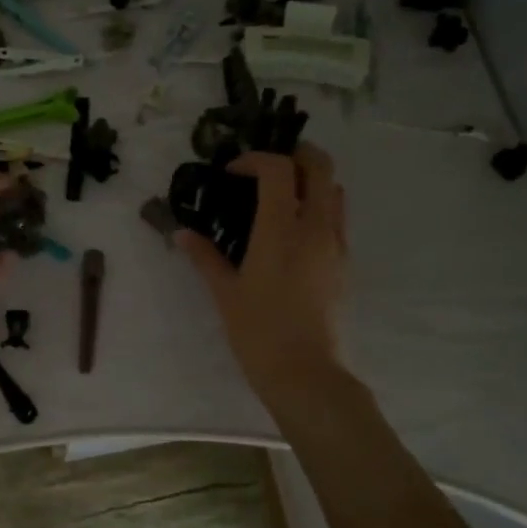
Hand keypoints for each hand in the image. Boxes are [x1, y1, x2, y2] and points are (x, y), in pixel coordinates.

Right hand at [178, 145, 347, 404]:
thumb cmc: (258, 331)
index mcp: (282, 230)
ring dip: (310, 179)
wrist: (305, 373)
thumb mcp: (225, 293)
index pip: (279, 169)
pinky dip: (318, 206)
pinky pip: (337, 218)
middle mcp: (316, 228)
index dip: (255, 159)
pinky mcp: (344, 263)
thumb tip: (182, 234)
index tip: (232, 172)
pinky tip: (291, 230)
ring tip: (280, 195)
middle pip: (321, 165)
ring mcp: (336, 244)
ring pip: (335, 189)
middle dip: (294, 154)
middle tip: (264, 168)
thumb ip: (204, 257)